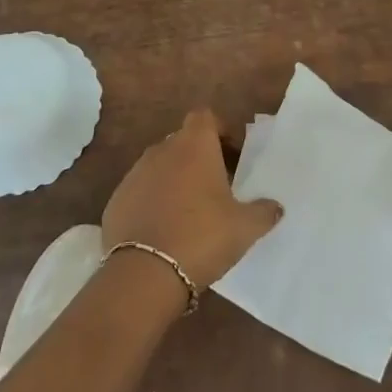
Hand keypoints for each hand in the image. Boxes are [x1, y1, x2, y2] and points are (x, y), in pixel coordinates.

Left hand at [102, 110, 282, 290]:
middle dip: (199, 157)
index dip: (219, 130)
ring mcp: (134, 174)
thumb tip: (276, 207)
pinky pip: (140, 192)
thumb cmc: (202, 237)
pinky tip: (163, 230)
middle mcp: (161, 150)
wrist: (144, 274)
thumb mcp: (244, 228)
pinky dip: (152, 202)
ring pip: (160, 166)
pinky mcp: (116, 200)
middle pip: (183, 141)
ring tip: (190, 211)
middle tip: (217, 186)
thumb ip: (264, 212)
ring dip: (174, 179)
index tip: (232, 154)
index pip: (205, 116)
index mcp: (194, 146)